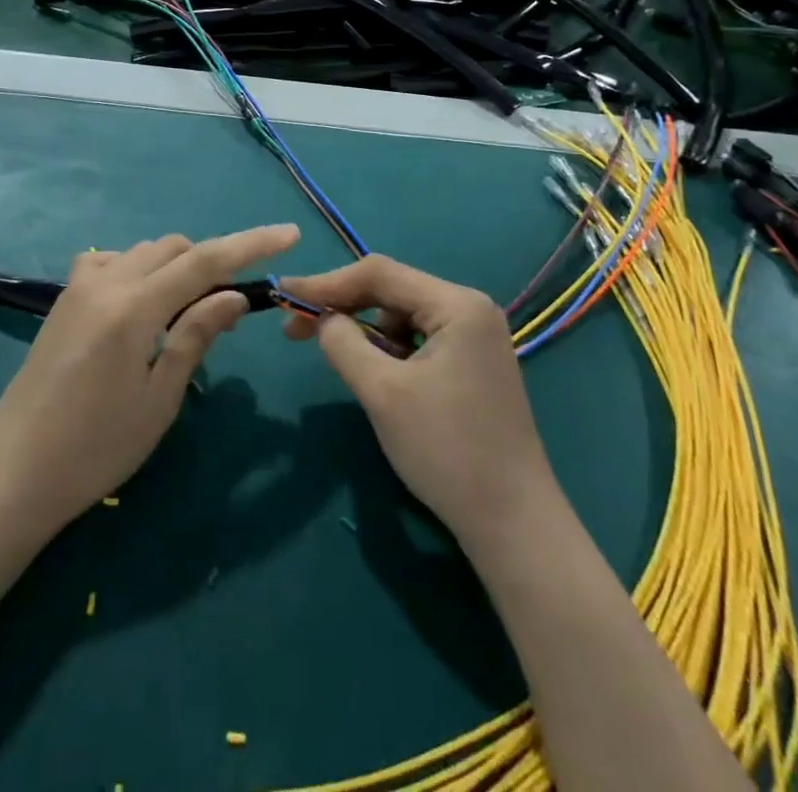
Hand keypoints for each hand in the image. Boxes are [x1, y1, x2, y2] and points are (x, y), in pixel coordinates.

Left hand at [0, 224, 299, 537]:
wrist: (14, 474)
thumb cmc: (96, 449)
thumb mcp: (159, 398)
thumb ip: (196, 335)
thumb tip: (234, 294)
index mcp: (134, 308)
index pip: (205, 261)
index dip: (251, 243)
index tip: (289, 234)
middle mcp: (106, 283)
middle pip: (175, 248)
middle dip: (212, 262)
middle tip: (230, 306)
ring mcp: (79, 287)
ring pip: (144, 251)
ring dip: (177, 266)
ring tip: (189, 311)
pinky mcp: (63, 300)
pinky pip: (111, 262)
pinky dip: (139, 269)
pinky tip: (142, 304)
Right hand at [282, 255, 558, 548]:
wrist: (513, 523)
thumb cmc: (446, 451)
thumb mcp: (383, 393)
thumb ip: (344, 343)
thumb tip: (323, 319)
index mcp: (457, 304)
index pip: (380, 274)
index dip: (326, 282)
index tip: (283, 295)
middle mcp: (470, 308)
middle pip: (392, 291)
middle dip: (344, 307)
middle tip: (296, 330)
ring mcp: (476, 336)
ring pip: (403, 316)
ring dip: (366, 332)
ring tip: (344, 363)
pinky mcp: (473, 363)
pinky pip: (419, 339)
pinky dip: (390, 350)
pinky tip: (377, 376)